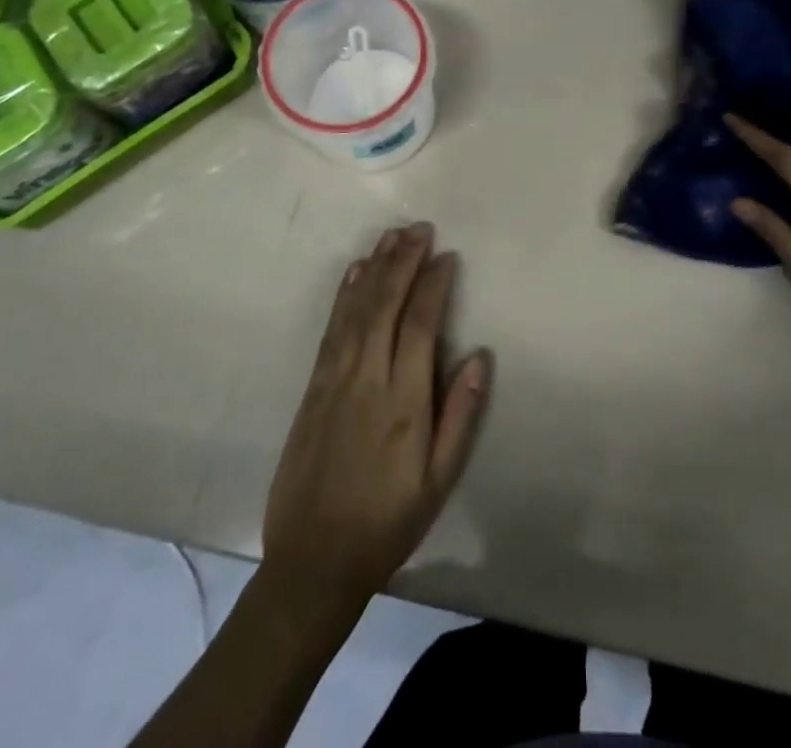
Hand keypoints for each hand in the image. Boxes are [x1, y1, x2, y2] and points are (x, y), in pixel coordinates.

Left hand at [262, 223, 490, 611]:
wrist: (312, 562)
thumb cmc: (387, 522)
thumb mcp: (439, 481)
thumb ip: (460, 416)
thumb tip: (478, 357)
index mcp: (403, 402)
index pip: (420, 325)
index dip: (434, 285)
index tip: (447, 256)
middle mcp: (367, 379)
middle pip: (385, 305)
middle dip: (404, 262)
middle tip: (420, 228)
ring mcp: (334, 380)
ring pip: (357, 310)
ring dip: (375, 268)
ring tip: (391, 235)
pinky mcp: (313, 388)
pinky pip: (331, 329)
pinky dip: (344, 295)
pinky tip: (355, 273)